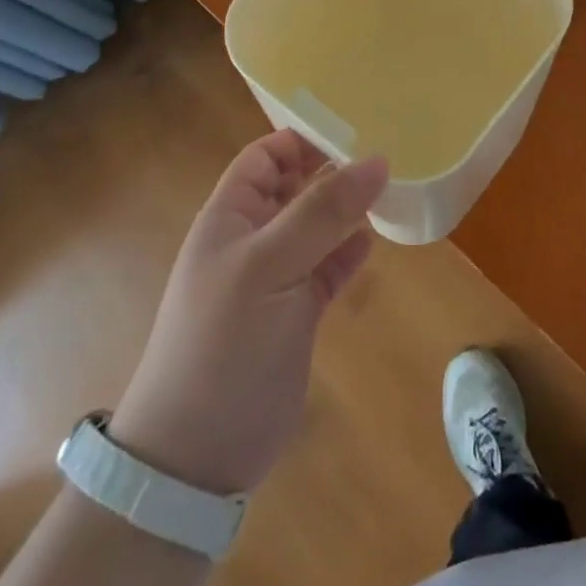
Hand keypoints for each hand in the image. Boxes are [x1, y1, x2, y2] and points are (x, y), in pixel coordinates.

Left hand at [111, 130, 387, 496]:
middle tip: (385, 155)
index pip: (265, 157)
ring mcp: (275, 278)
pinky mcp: (296, 313)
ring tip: (390, 190)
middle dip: (333, 170)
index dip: (303, 139)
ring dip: (347, 210)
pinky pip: (328, 267)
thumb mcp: (270, 267)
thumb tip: (377, 159)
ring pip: (316, 226)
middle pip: (294, 187)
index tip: (355, 128)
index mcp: (230, 217)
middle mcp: (252, 239)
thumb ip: (323, 211)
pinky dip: (349, 252)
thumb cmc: (224, 344)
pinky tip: (374, 240)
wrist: (196, 457)